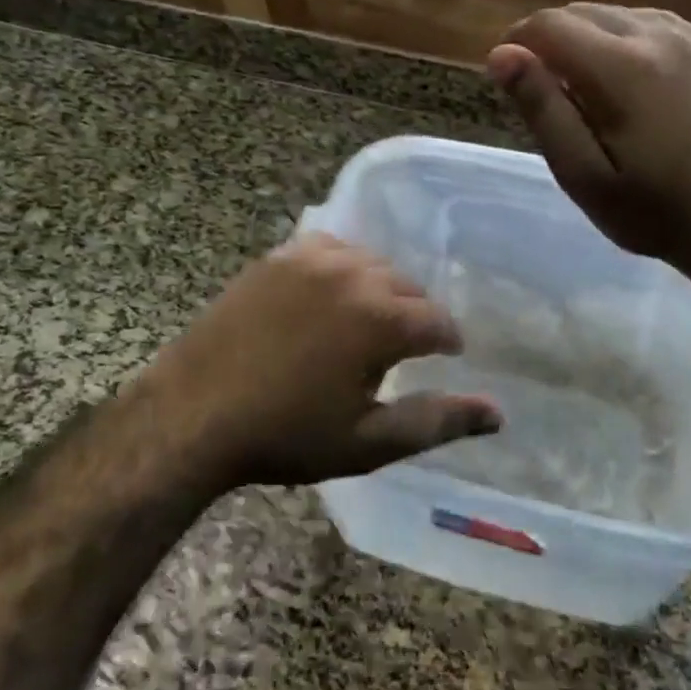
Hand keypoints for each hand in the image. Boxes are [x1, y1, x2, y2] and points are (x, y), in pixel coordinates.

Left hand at [146, 233, 500, 487]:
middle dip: (415, 315)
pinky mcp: (278, 258)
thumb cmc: (286, 435)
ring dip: (381, 289)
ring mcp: (311, 260)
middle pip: (407, 287)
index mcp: (381, 319)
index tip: (446, 356)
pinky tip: (331, 292)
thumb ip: (437, 421)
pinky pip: (328, 248)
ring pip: (371, 264)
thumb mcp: (368, 441)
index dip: (447, 341)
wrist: (192, 415)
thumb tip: (499, 413)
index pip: (438, 320)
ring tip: (368, 322)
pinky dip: (342, 266)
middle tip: (405, 348)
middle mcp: (354, 275)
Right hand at [488, 4, 690, 276]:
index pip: (549, 25)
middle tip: (546, 96)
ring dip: (584, 40)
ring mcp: (689, 38)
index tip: (507, 79)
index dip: (517, 43)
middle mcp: (658, 35)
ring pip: (612, 13)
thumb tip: (501, 53)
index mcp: (624, 68)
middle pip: (579, 12)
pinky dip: (618, 39)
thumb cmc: (653, 212)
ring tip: (583, 92)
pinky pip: (645, 22)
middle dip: (549, 42)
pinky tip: (621, 80)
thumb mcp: (583, 175)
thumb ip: (542, 109)